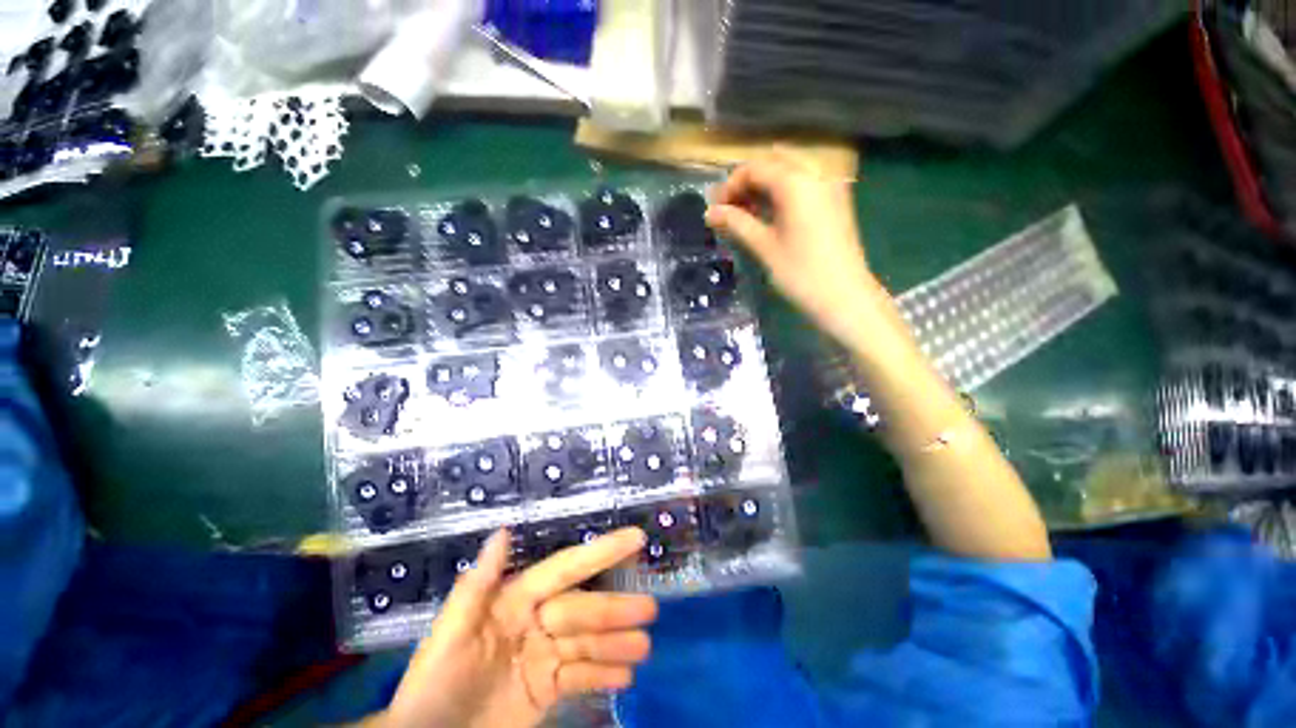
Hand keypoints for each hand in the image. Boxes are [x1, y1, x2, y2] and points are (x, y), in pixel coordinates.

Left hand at [377, 528, 657, 727]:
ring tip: (644, 648)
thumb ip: (478, 584)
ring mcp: (543, 657)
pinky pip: (581, 678)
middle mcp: (536, 622)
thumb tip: (503, 530)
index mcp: (515, 601)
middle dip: (616, 609)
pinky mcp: (547, 691)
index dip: (600, 551)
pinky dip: (604, 675)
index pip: (565, 569)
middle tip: (650, 610)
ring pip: (588, 644)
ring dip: (617, 644)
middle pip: (583, 611)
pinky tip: (626, 677)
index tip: (635, 537)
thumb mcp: (450, 634)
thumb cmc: (434, 685)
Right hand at [706, 148, 884, 348]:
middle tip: (728, 210)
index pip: (754, 168)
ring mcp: (829, 187)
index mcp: (796, 182)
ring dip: (763, 188)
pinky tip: (768, 216)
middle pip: (772, 164)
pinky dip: (781, 194)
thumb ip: (736, 223)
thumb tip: (709, 212)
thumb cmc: (801, 273)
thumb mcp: (764, 247)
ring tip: (744, 215)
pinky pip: (802, 185)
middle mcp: (815, 174)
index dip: (729, 186)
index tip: (714, 211)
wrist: (845, 298)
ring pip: (788, 173)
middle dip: (745, 183)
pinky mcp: (834, 202)